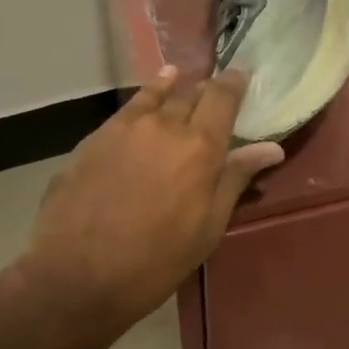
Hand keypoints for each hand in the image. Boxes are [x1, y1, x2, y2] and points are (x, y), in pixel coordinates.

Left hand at [18, 66, 284, 347]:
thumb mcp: (208, 227)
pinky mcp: (95, 137)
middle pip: (191, 94)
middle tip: (214, 94)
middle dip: (205, 91)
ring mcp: (125, 127)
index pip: (223, 97)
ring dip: (173, 88)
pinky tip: (145, 99)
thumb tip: (271, 148)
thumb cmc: (156, 260)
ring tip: (178, 77)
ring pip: (156, 96)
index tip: (242, 74)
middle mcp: (165, 124)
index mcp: (200, 146)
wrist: (77, 273)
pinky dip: (143, 98)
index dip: (235, 82)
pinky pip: (127, 109)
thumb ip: (235, 179)